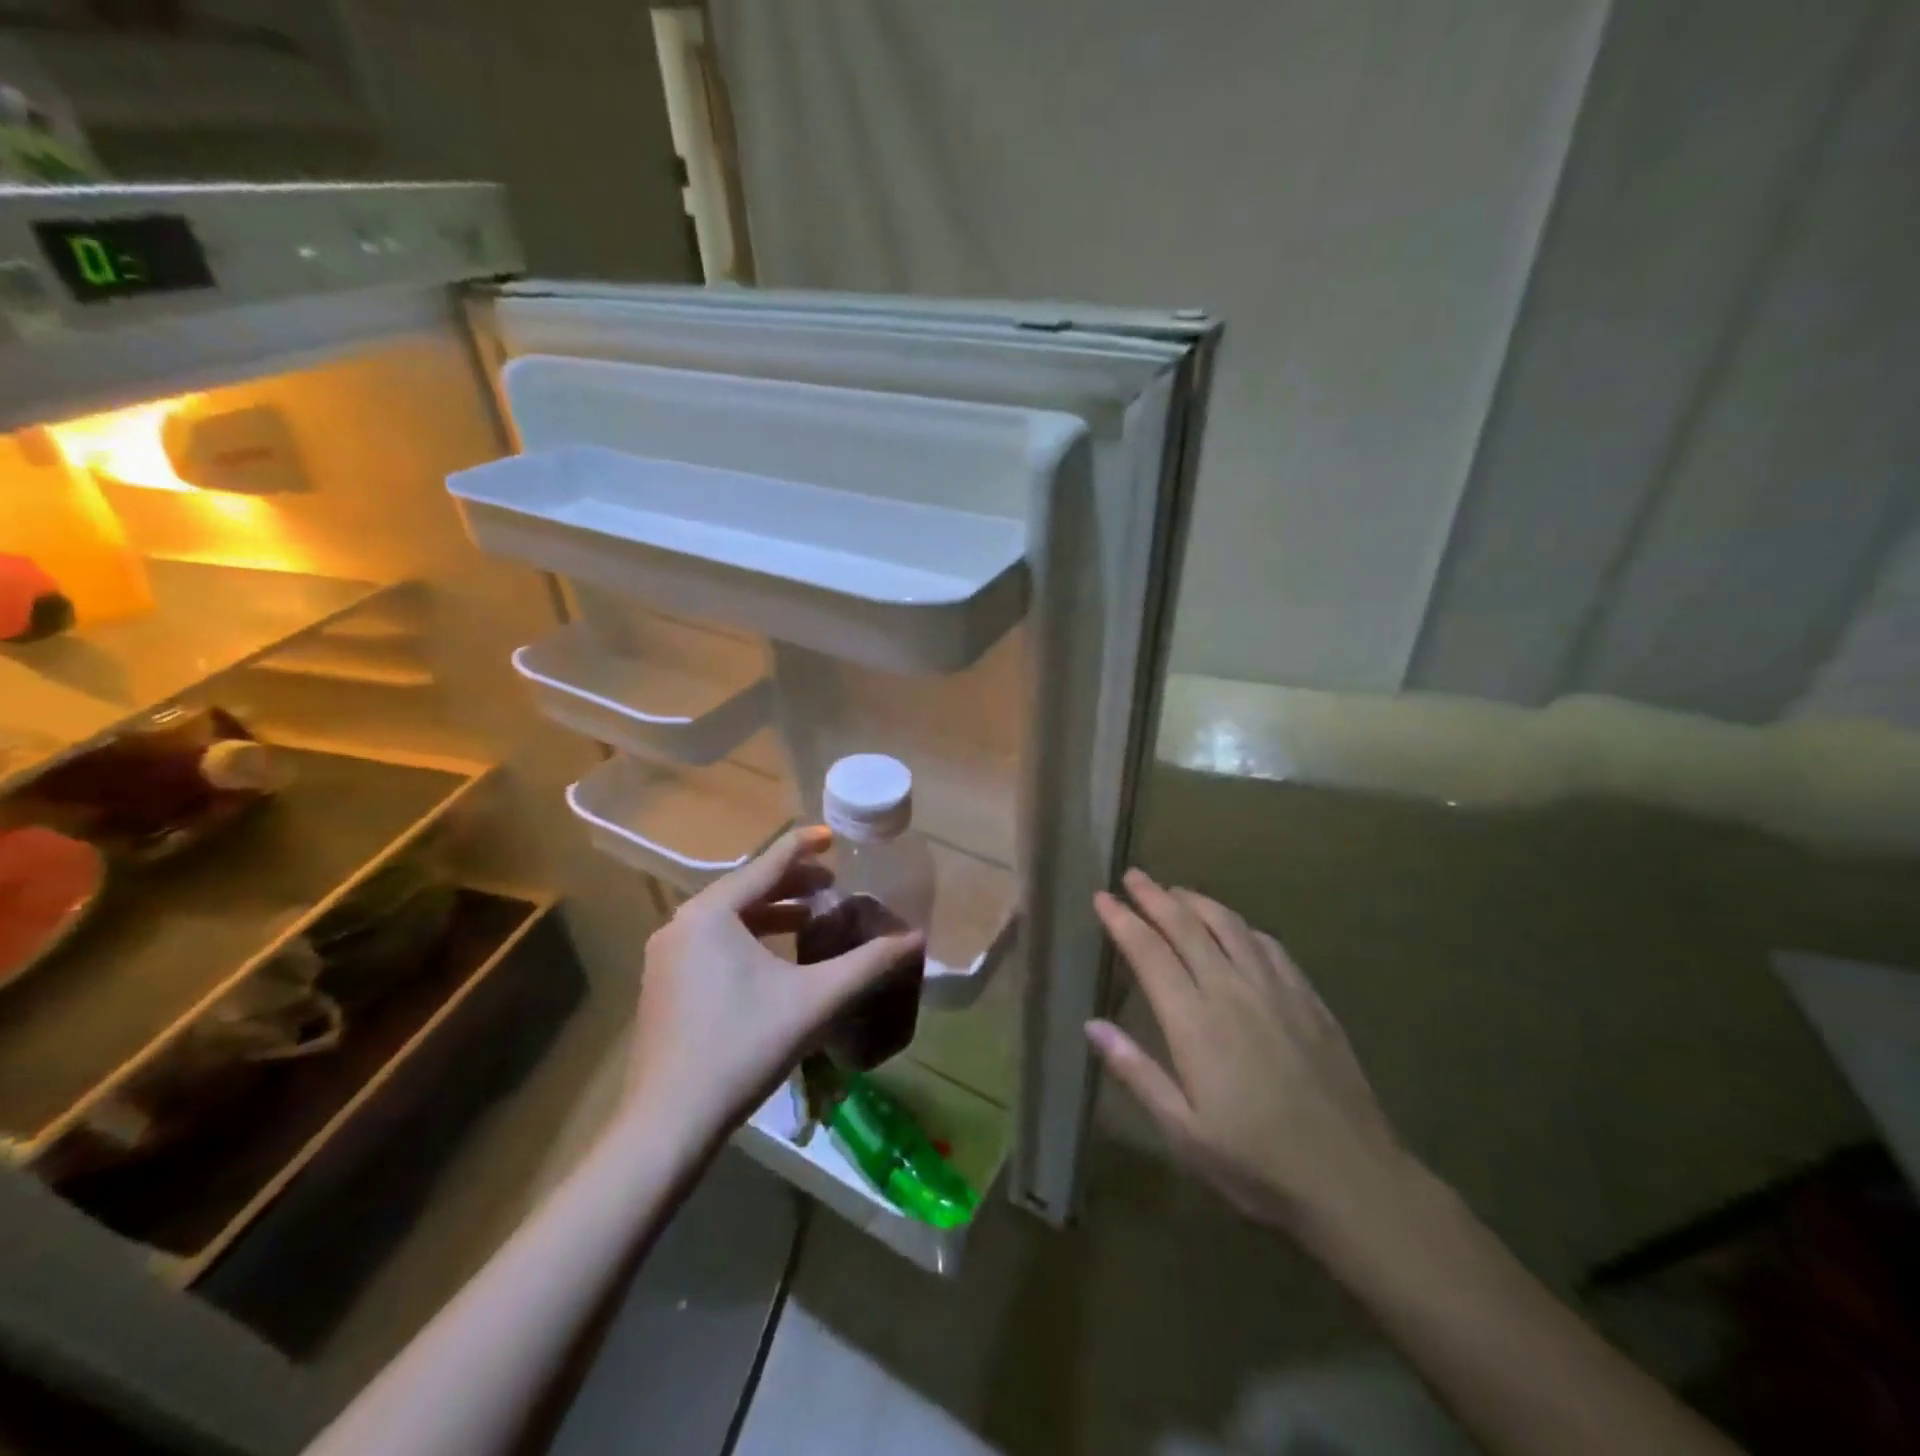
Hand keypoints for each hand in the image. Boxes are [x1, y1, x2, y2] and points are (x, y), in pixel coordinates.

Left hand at [628, 826, 922, 1139]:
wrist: (668, 1123)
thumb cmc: (744, 1046)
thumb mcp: (817, 1000)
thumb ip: (869, 964)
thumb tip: (917, 939)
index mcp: (712, 913)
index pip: (768, 863)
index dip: (804, 846)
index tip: (833, 836)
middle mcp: (682, 923)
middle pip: (746, 888)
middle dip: (792, 884)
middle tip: (833, 883)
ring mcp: (667, 955)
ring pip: (728, 917)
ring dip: (770, 912)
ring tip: (810, 918)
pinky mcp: (663, 984)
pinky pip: (712, 941)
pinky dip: (747, 937)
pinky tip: (774, 960)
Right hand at [1089, 869, 1416, 1239]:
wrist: (1352, 1179)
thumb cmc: (1256, 1162)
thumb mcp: (1182, 1130)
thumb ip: (1136, 1071)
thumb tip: (1091, 1024)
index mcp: (1194, 1021)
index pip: (1149, 952)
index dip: (1122, 920)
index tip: (1101, 898)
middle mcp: (1231, 990)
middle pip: (1186, 926)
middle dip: (1154, 896)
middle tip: (1132, 876)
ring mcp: (1275, 990)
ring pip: (1229, 925)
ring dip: (1197, 901)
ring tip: (1175, 890)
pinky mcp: (1308, 999)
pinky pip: (1268, 945)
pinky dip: (1242, 926)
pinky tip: (1237, 927)